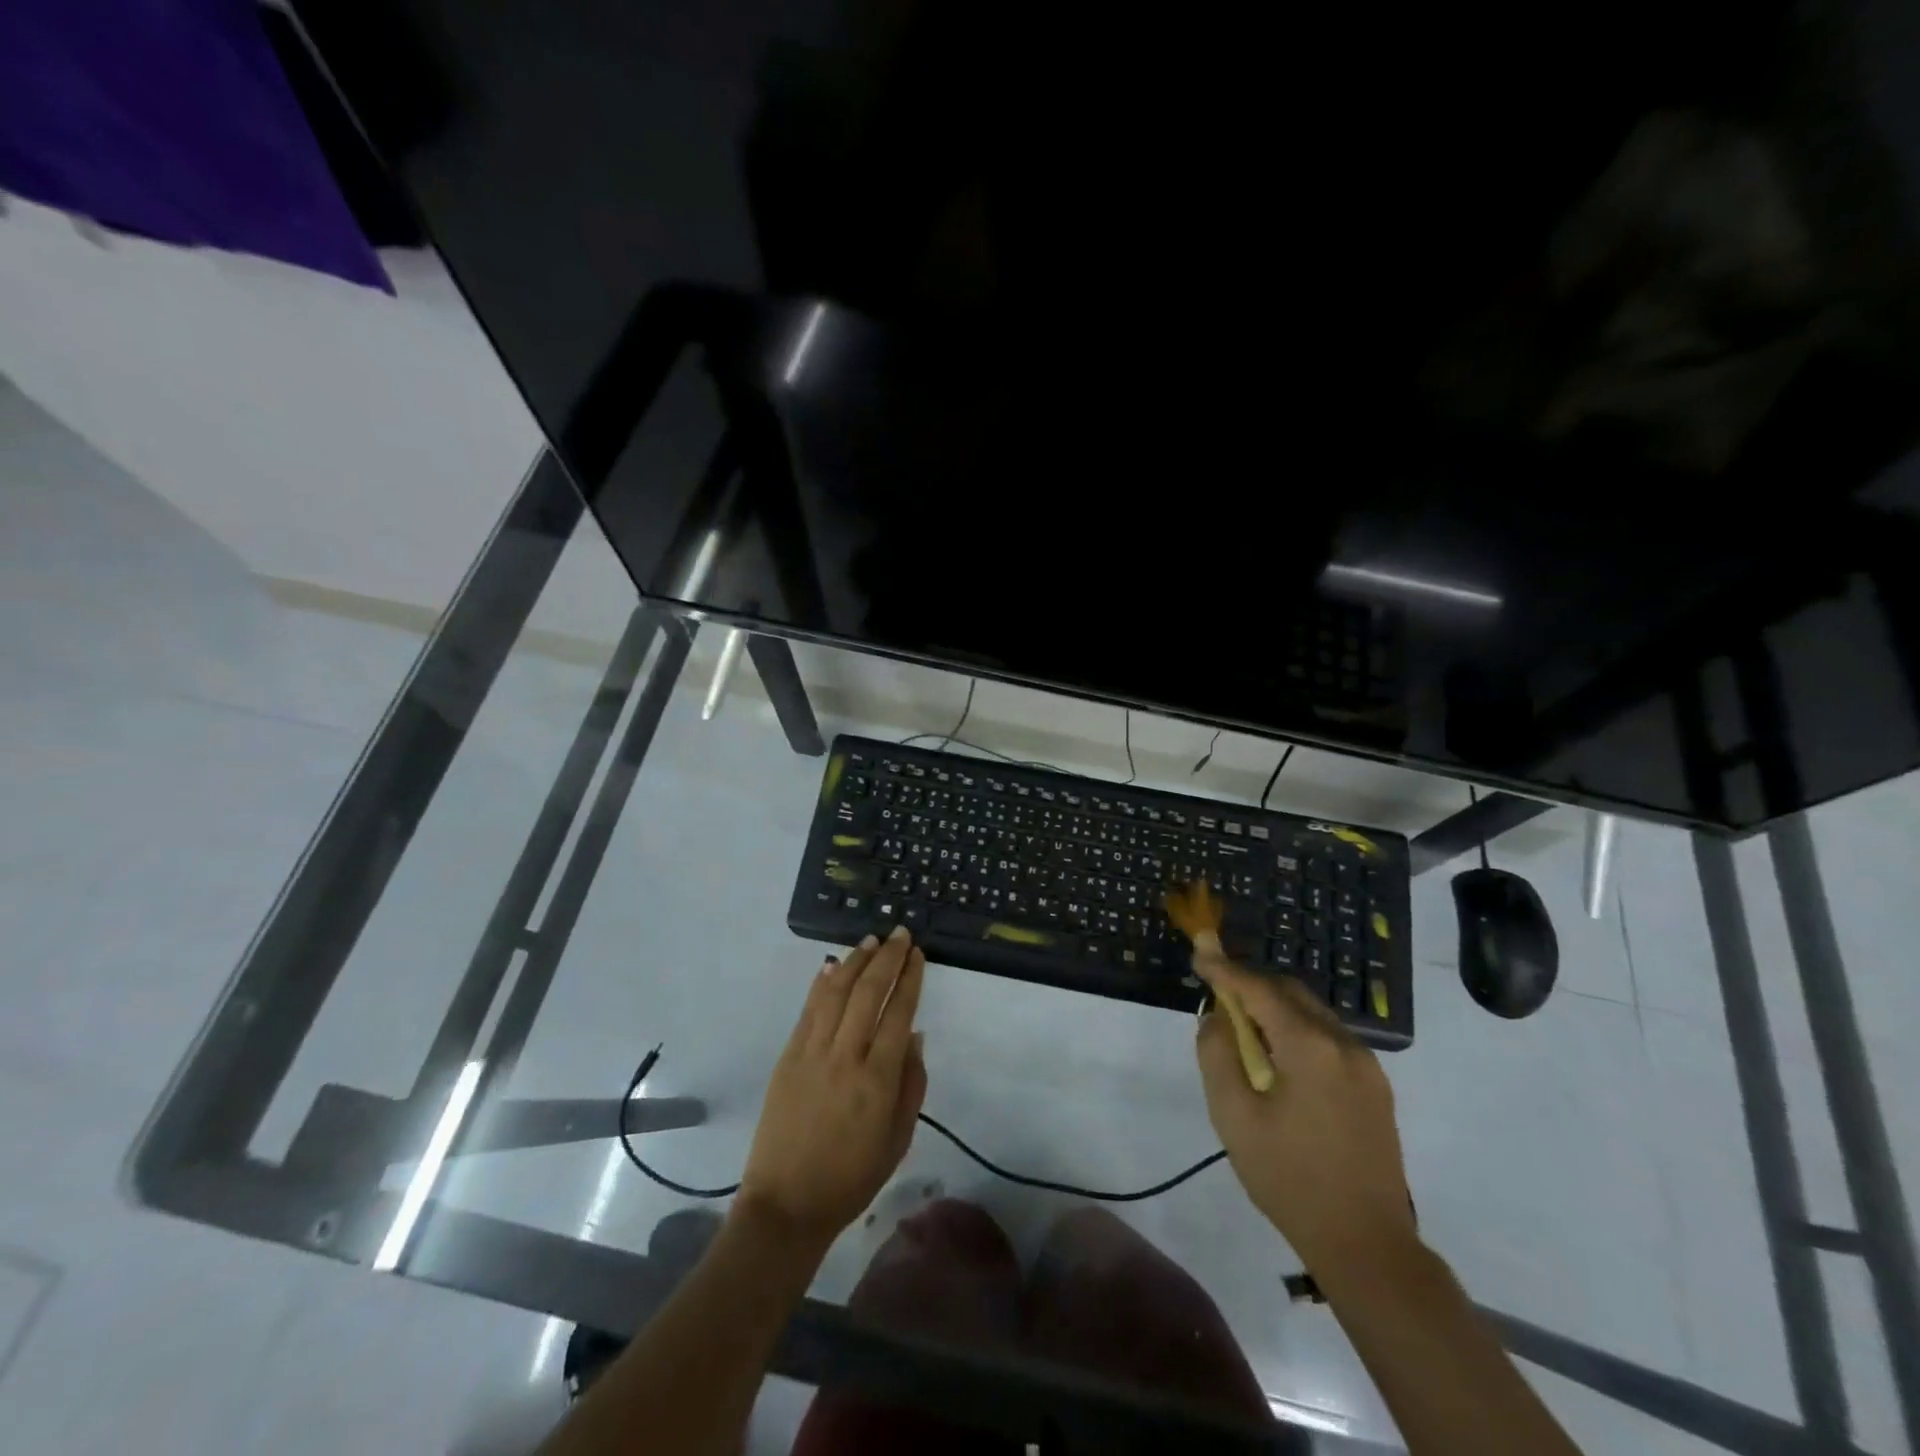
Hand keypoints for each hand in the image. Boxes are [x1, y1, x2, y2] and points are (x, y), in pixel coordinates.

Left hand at [738, 927, 927, 1248]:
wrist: (786, 1204)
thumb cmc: (852, 1177)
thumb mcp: (899, 1140)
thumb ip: (911, 1084)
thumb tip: (914, 1036)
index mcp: (878, 1080)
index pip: (899, 1013)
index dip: (911, 979)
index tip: (919, 955)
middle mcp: (845, 1057)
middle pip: (869, 993)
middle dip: (888, 958)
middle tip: (901, 934)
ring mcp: (811, 1053)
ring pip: (836, 993)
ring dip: (855, 961)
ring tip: (871, 940)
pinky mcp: (787, 1057)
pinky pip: (808, 1010)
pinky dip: (822, 984)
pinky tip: (832, 965)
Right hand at [1194, 951, 1414, 1274]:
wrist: (1366, 1245)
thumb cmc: (1289, 1178)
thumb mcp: (1234, 1115)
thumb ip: (1217, 1053)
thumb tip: (1217, 1016)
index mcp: (1309, 1046)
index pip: (1259, 989)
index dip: (1225, 969)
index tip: (1200, 952)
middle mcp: (1344, 1044)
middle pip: (1290, 993)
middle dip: (1251, 984)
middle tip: (1217, 989)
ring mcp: (1367, 1066)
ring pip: (1312, 1014)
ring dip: (1275, 1008)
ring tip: (1243, 1025)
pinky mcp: (1376, 1088)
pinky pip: (1329, 1039)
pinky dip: (1297, 1031)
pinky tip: (1278, 1057)